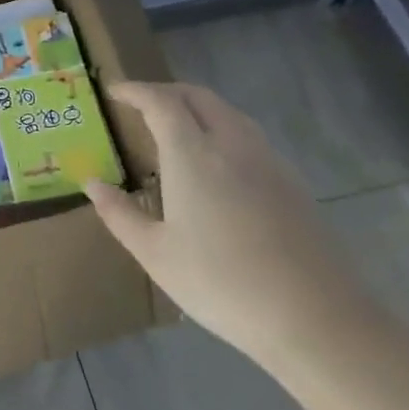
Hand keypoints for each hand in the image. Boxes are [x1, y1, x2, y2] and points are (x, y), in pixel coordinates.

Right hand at [85, 82, 376, 365]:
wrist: (315, 319)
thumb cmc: (222, 283)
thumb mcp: (155, 254)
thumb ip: (119, 213)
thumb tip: (92, 183)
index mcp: (193, 155)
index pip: (161, 102)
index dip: (135, 91)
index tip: (114, 92)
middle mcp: (232, 145)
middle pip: (198, 97)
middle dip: (166, 91)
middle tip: (141, 104)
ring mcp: (268, 161)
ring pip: (228, 113)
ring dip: (197, 107)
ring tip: (175, 128)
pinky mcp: (292, 183)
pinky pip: (249, 136)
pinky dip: (222, 129)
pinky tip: (215, 163)